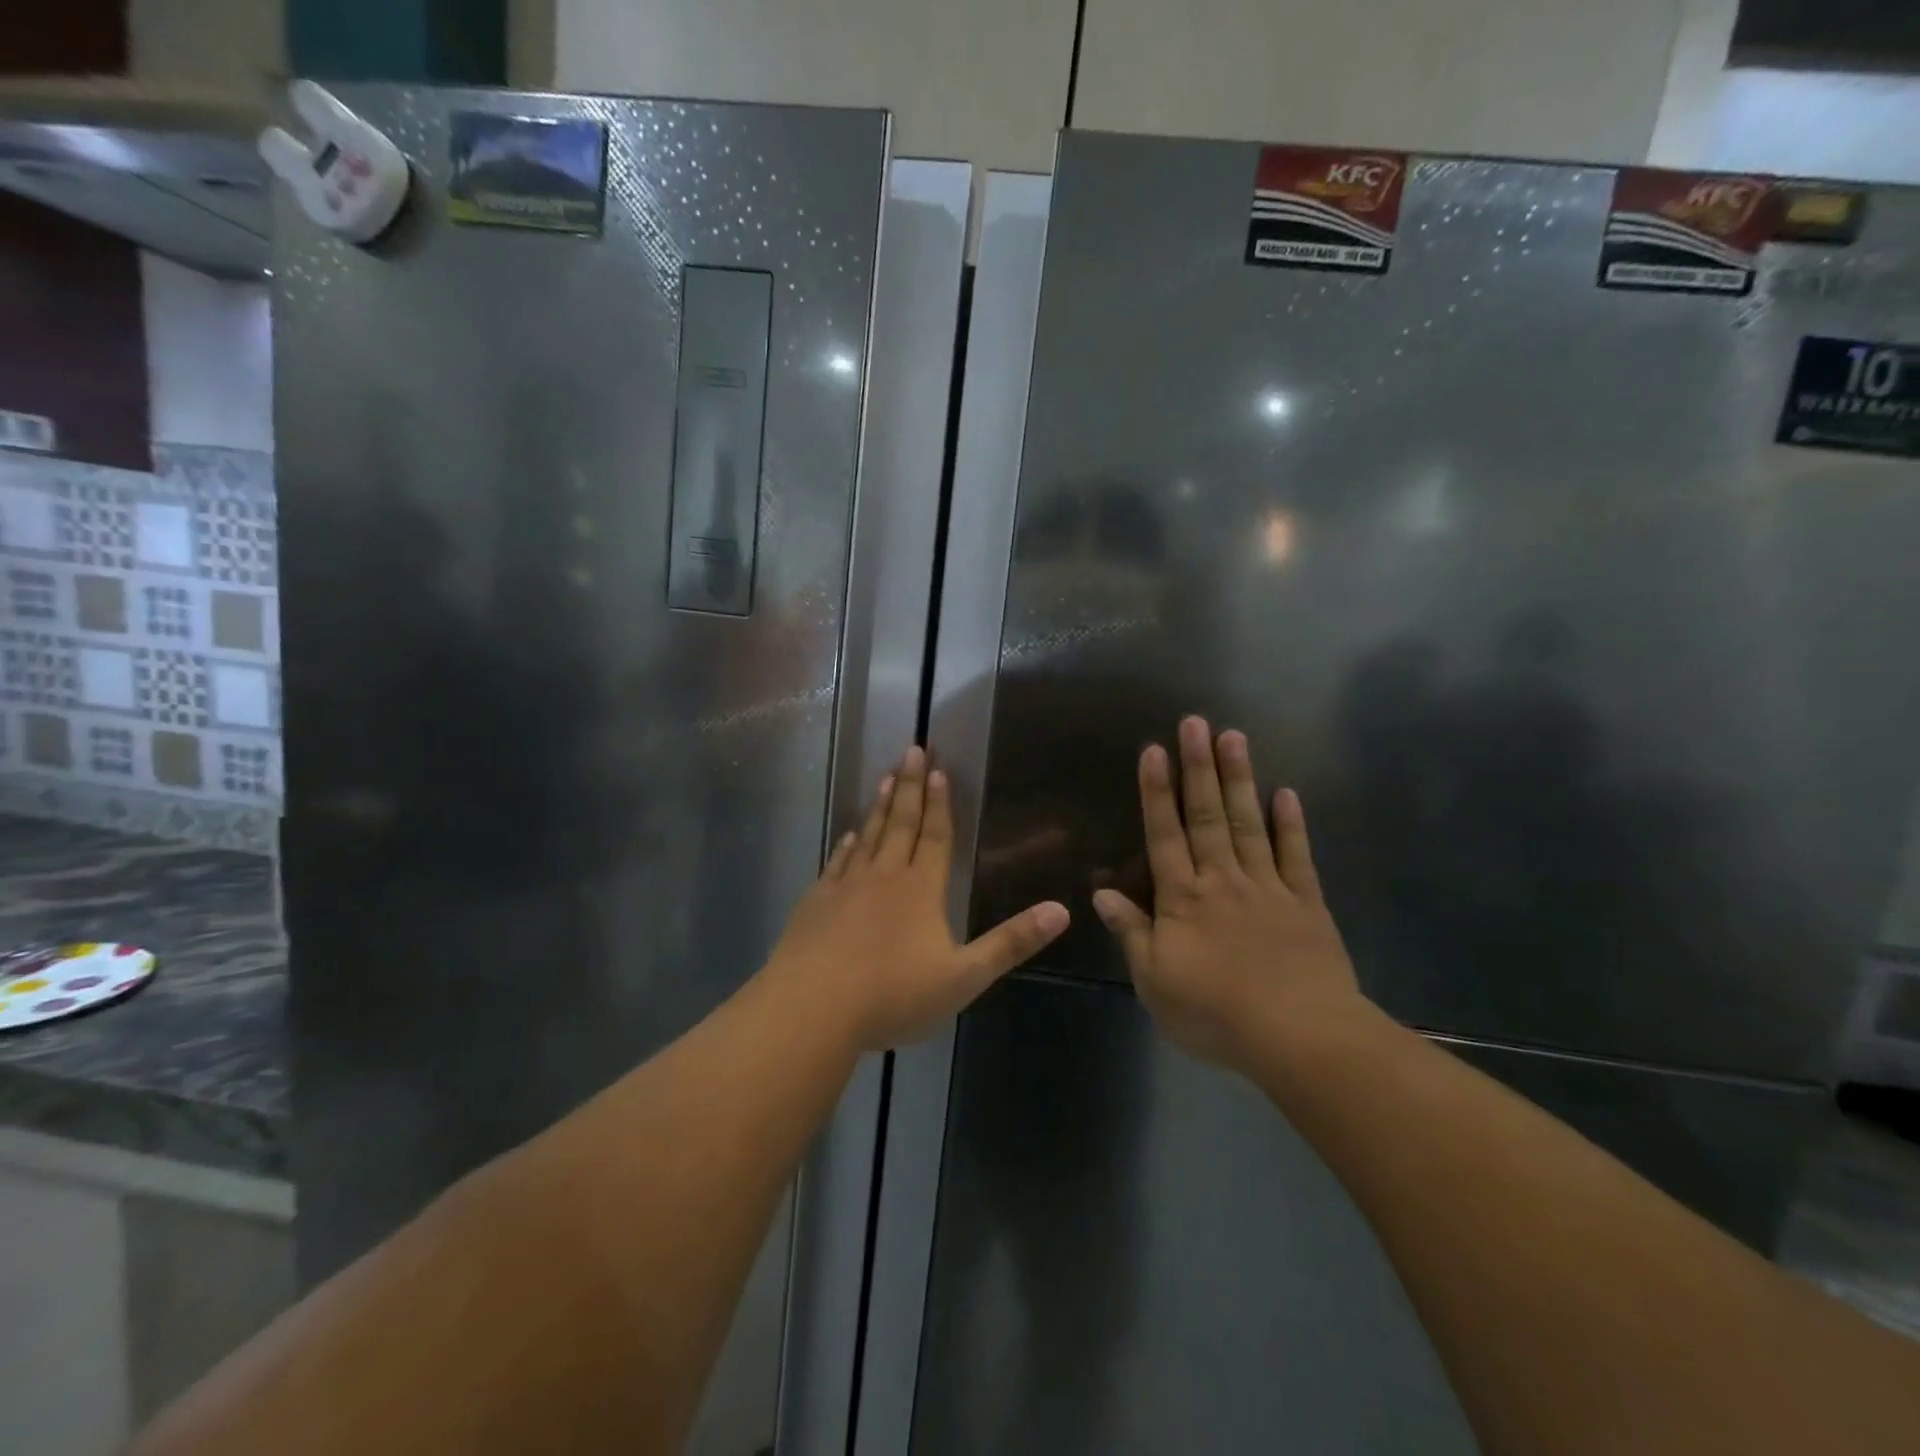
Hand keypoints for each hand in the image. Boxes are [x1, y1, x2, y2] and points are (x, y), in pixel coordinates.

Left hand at [766, 747, 1069, 1052]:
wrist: (813, 1008)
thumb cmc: (893, 994)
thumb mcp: (964, 977)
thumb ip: (1011, 943)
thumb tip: (1062, 910)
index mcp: (921, 890)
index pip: (935, 837)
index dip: (940, 804)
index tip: (938, 769)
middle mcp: (884, 877)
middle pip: (900, 823)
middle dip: (909, 787)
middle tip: (911, 751)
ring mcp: (846, 887)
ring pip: (868, 836)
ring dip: (879, 806)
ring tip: (885, 779)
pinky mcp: (816, 902)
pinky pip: (837, 862)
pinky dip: (846, 844)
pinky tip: (849, 835)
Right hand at [1093, 717, 1364, 1074]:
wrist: (1300, 1038)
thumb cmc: (1216, 1014)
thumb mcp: (1155, 982)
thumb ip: (1131, 933)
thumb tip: (1102, 893)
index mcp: (1183, 899)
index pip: (1164, 835)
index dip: (1156, 792)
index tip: (1154, 750)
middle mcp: (1223, 880)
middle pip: (1208, 816)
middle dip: (1199, 767)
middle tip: (1196, 722)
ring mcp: (1268, 887)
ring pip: (1250, 824)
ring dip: (1240, 779)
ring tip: (1235, 736)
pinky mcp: (1306, 904)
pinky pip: (1296, 856)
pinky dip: (1291, 824)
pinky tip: (1286, 793)